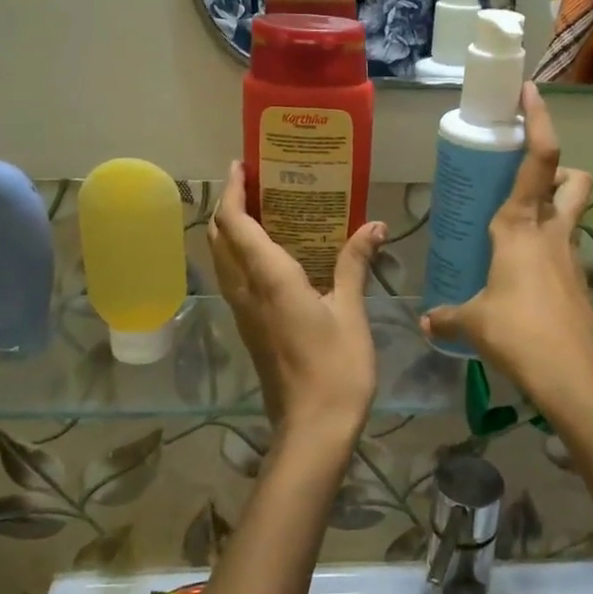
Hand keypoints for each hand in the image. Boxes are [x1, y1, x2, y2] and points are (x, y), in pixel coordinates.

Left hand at [208, 161, 385, 446]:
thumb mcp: (350, 312)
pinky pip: (234, 279)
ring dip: (231, 230)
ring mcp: (243, 312)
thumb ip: (354, 264)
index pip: (235, 224)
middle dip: (228, 205)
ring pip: (222, 260)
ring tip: (262, 210)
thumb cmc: (335, 368)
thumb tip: (373, 226)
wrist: (312, 428)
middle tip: (256, 183)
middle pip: (219, 238)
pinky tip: (273, 254)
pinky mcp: (249, 328)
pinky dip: (241, 254)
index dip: (232, 191)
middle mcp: (246, 291)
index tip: (242, 165)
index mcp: (269, 279)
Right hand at [420, 85, 592, 427]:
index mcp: (521, 226)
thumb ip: (448, 316)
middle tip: (529, 181)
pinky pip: (565, 252)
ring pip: (573, 214)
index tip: (530, 91)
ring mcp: (571, 257)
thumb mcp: (474, 322)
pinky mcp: (579, 284)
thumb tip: (427, 320)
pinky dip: (549, 252)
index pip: (539, 160)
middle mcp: (552, 232)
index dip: (538, 120)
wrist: (574, 376)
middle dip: (560, 169)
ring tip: (518, 231)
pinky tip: (524, 280)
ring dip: (555, 209)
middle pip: (573, 180)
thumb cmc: (518, 333)